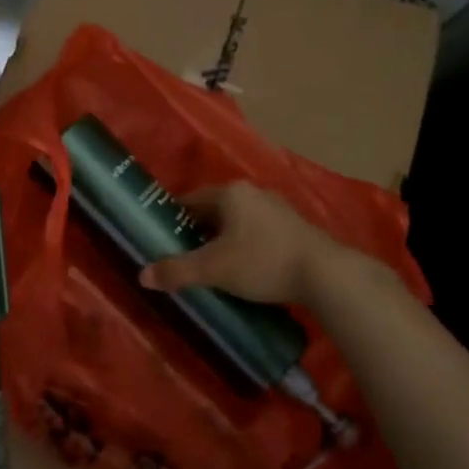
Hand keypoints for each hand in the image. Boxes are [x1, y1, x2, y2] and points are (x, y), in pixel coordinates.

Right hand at [138, 181, 347, 304]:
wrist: (326, 275)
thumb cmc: (263, 262)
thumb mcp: (213, 269)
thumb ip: (177, 271)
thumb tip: (142, 276)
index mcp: (230, 193)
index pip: (190, 200)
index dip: (173, 219)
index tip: (161, 238)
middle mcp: (253, 193)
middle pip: (214, 211)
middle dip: (197, 232)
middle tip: (181, 256)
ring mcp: (277, 209)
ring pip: (237, 222)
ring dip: (222, 240)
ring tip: (209, 266)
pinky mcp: (294, 228)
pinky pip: (257, 232)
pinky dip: (244, 246)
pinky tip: (242, 268)